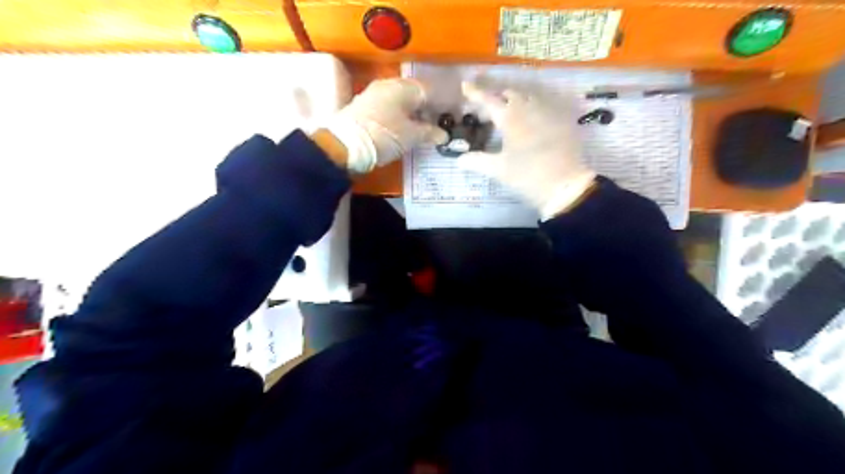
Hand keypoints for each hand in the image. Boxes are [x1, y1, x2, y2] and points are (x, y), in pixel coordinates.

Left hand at [326, 80, 451, 174]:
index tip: (452, 117)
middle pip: (415, 95)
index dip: (443, 104)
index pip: (429, 91)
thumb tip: (444, 135)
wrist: (343, 146)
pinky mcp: (365, 109)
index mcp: (402, 87)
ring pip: (402, 102)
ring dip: (414, 114)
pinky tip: (406, 130)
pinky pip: (391, 109)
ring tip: (424, 130)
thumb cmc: (383, 137)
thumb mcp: (411, 136)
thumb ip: (430, 133)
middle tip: (439, 125)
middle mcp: (388, 86)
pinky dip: (401, 118)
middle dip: (428, 109)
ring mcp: (374, 96)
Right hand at [459, 79, 596, 220]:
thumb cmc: (526, 176)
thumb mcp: (498, 170)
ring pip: (528, 98)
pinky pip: (545, 107)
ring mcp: (548, 112)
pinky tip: (531, 123)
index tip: (466, 85)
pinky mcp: (563, 120)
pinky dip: (533, 110)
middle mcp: (529, 108)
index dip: (476, 93)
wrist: (564, 184)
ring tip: (509, 115)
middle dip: (497, 98)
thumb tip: (459, 159)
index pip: (488, 100)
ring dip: (516, 102)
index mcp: (510, 118)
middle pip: (510, 94)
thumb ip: (476, 161)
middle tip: (488, 112)